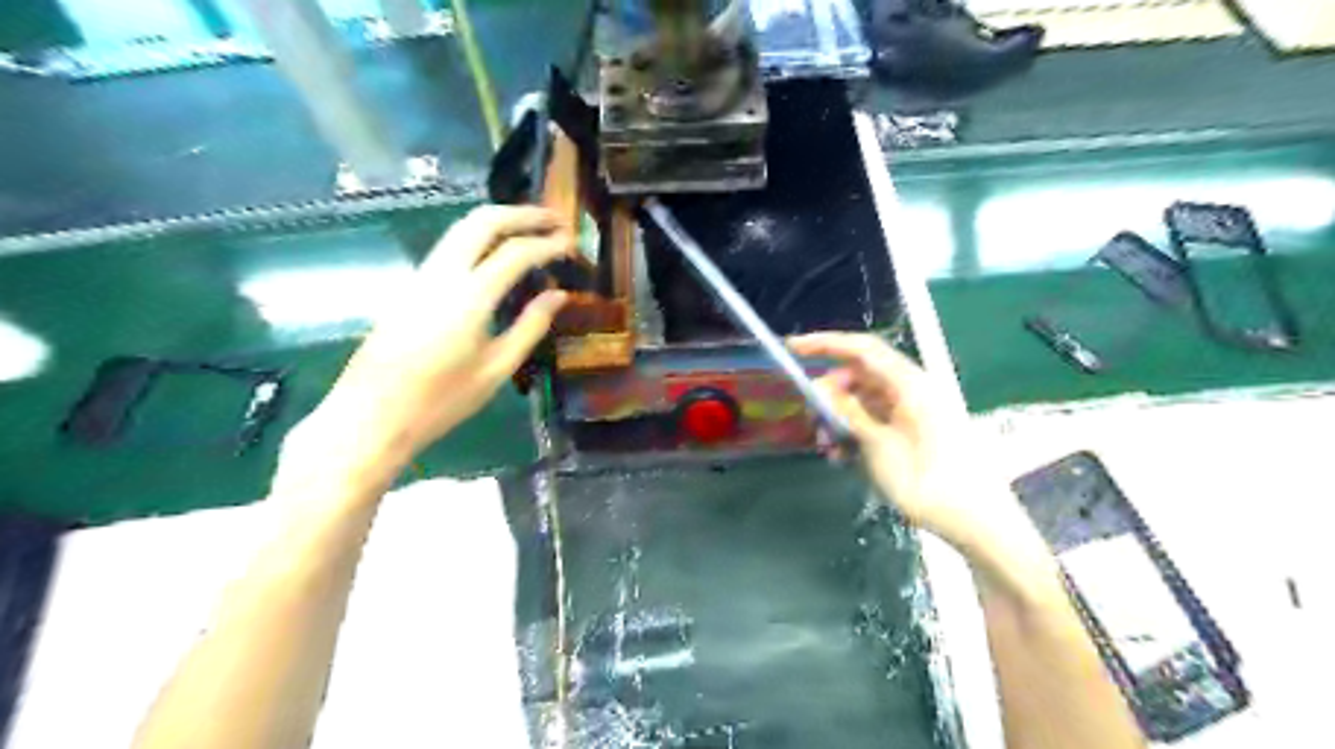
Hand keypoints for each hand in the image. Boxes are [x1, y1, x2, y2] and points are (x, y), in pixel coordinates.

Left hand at [280, 201, 572, 492]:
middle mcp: (443, 273)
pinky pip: (450, 246)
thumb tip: (558, 295)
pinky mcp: (410, 285)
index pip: (516, 252)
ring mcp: (421, 276)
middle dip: (522, 214)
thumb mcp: (497, 368)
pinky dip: (480, 237)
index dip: (548, 243)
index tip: (572, 243)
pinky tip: (497, 254)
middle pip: (483, 221)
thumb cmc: (442, 400)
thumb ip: (530, 326)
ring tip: (531, 229)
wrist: (372, 415)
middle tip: (555, 219)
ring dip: (499, 220)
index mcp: (470, 296)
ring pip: (462, 228)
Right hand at [785, 333, 1005, 550]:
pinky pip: (875, 422)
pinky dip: (855, 433)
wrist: (976, 522)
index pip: (862, 349)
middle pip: (860, 376)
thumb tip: (820, 387)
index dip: (825, 344)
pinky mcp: (913, 432)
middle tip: (811, 418)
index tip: (792, 348)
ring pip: (864, 401)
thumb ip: (848, 412)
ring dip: (839, 419)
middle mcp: (912, 390)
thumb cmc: (929, 480)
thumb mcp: (879, 445)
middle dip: (830, 394)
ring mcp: (913, 412)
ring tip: (827, 447)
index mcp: (910, 384)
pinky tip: (842, 457)